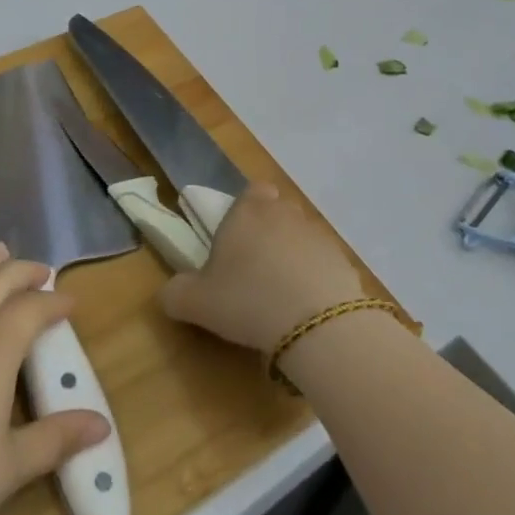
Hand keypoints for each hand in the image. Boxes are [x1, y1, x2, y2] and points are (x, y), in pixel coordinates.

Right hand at [158, 183, 365, 350]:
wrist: (316, 323)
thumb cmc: (247, 299)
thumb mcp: (196, 302)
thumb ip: (176, 293)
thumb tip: (170, 293)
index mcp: (248, 210)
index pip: (252, 191)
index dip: (246, 210)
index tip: (237, 239)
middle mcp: (285, 213)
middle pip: (277, 213)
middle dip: (268, 234)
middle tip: (253, 272)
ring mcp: (318, 235)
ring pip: (301, 238)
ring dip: (292, 258)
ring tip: (280, 297)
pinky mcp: (343, 262)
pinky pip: (323, 265)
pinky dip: (315, 281)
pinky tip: (305, 311)